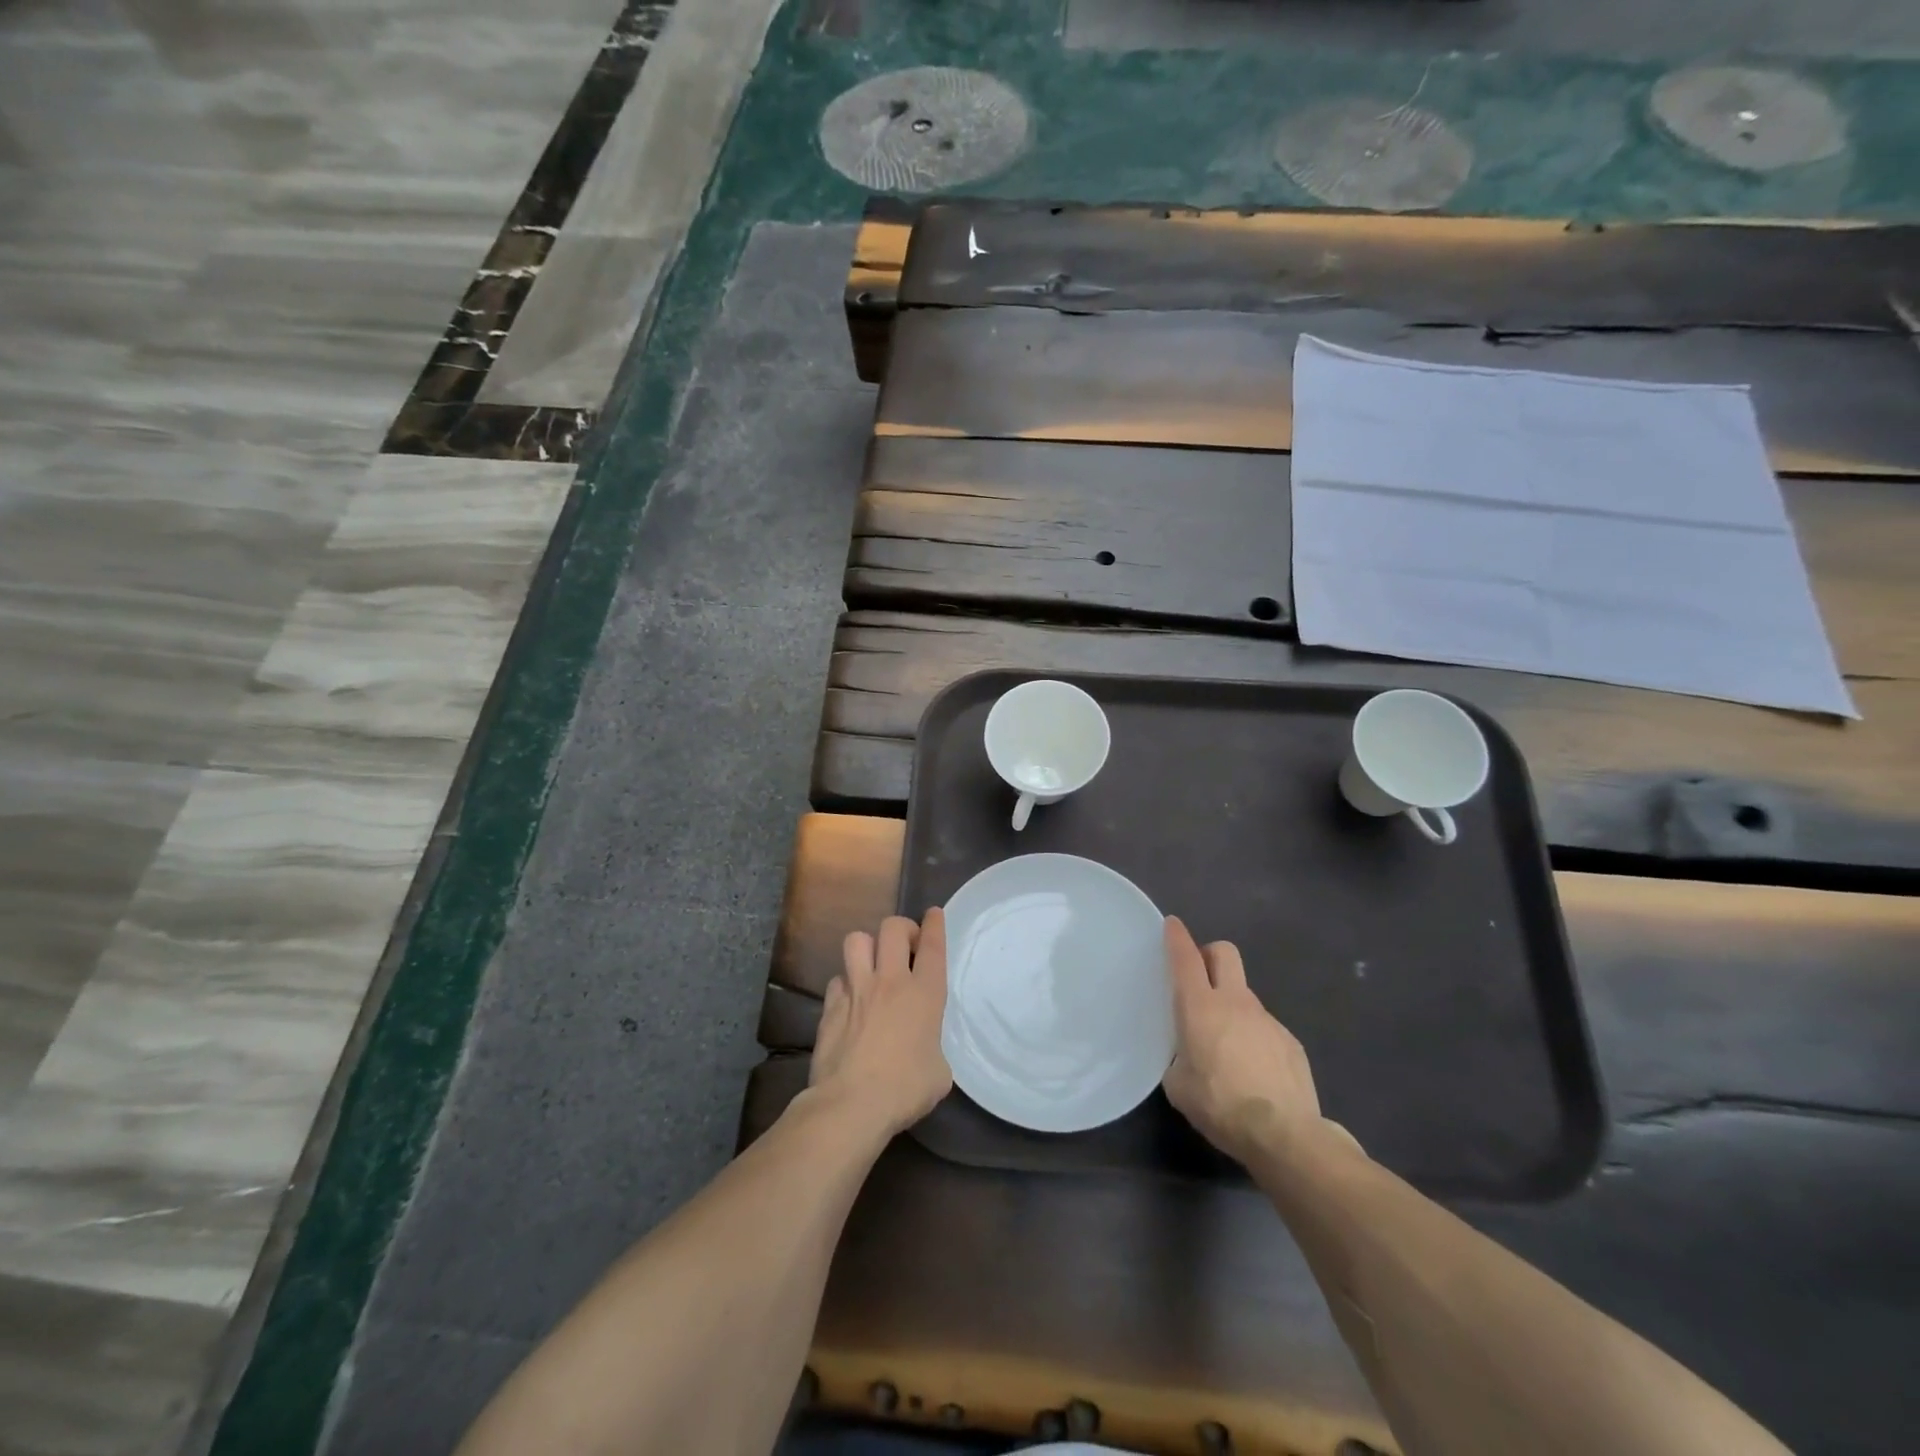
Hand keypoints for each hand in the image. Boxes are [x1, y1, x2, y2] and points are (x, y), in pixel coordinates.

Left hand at [809, 910, 952, 1138]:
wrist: (852, 1104)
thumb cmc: (906, 1089)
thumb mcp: (939, 1071)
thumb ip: (933, 1047)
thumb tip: (923, 1049)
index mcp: (925, 994)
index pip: (933, 945)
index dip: (935, 924)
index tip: (933, 913)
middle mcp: (890, 982)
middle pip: (892, 928)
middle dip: (901, 928)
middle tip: (906, 946)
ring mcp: (857, 990)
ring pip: (857, 940)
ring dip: (868, 946)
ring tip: (873, 963)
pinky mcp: (830, 1006)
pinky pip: (838, 979)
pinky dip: (845, 984)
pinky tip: (850, 1000)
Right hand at [1162, 917, 1325, 1165]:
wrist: (1285, 1135)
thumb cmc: (1220, 1105)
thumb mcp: (1178, 1086)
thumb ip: (1178, 1059)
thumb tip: (1186, 1057)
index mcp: (1200, 1007)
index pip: (1186, 958)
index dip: (1177, 937)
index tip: (1172, 924)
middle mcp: (1235, 1002)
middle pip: (1224, 953)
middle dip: (1209, 954)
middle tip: (1199, 977)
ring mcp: (1267, 1019)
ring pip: (1245, 994)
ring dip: (1231, 1006)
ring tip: (1226, 1046)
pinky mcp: (1290, 1041)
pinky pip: (1264, 1027)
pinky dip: (1254, 1037)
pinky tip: (1253, 1071)